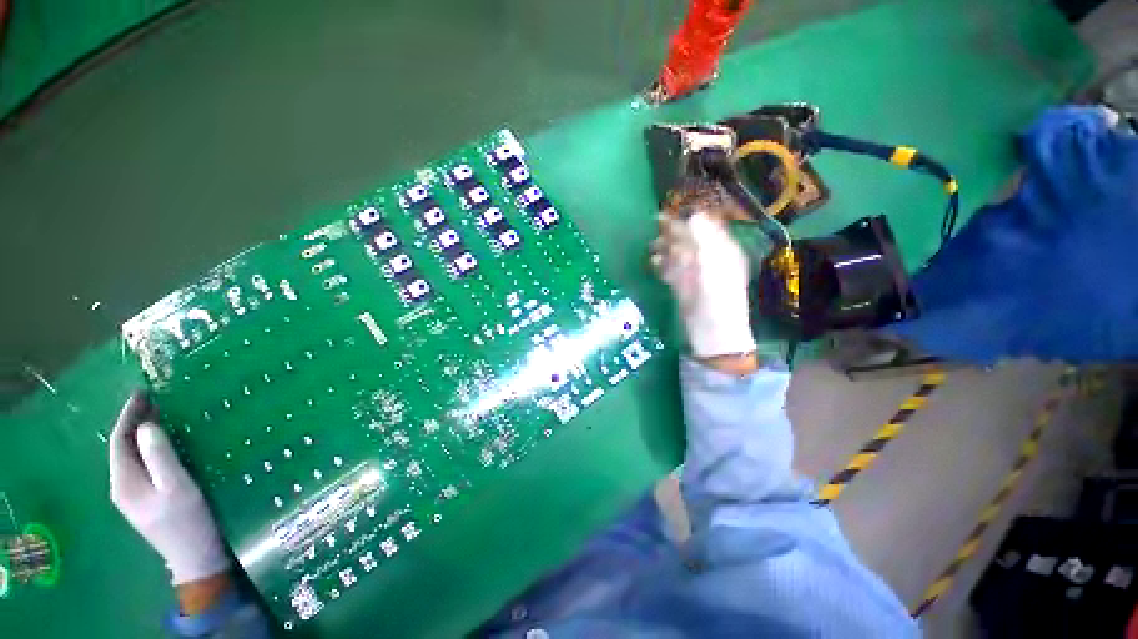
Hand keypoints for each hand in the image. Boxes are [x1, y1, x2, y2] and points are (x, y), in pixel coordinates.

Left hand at [109, 393, 229, 585]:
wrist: (195, 556)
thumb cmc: (187, 521)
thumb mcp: (176, 487)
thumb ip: (159, 457)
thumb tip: (147, 426)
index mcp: (124, 483)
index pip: (119, 441)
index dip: (129, 415)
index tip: (143, 392)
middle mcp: (122, 486)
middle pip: (122, 447)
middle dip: (135, 421)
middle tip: (155, 398)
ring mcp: (134, 494)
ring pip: (132, 456)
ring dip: (142, 433)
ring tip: (161, 413)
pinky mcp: (147, 498)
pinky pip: (143, 464)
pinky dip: (150, 447)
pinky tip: (165, 442)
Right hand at [651, 191, 757, 364]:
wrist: (711, 334)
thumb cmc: (717, 300)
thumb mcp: (714, 266)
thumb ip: (705, 240)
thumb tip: (693, 214)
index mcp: (722, 251)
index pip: (706, 227)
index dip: (688, 218)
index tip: (669, 211)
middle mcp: (709, 259)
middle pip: (689, 239)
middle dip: (672, 232)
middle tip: (653, 225)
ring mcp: (694, 273)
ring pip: (678, 253)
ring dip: (664, 248)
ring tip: (651, 247)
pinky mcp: (683, 286)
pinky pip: (671, 269)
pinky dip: (662, 264)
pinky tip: (653, 263)